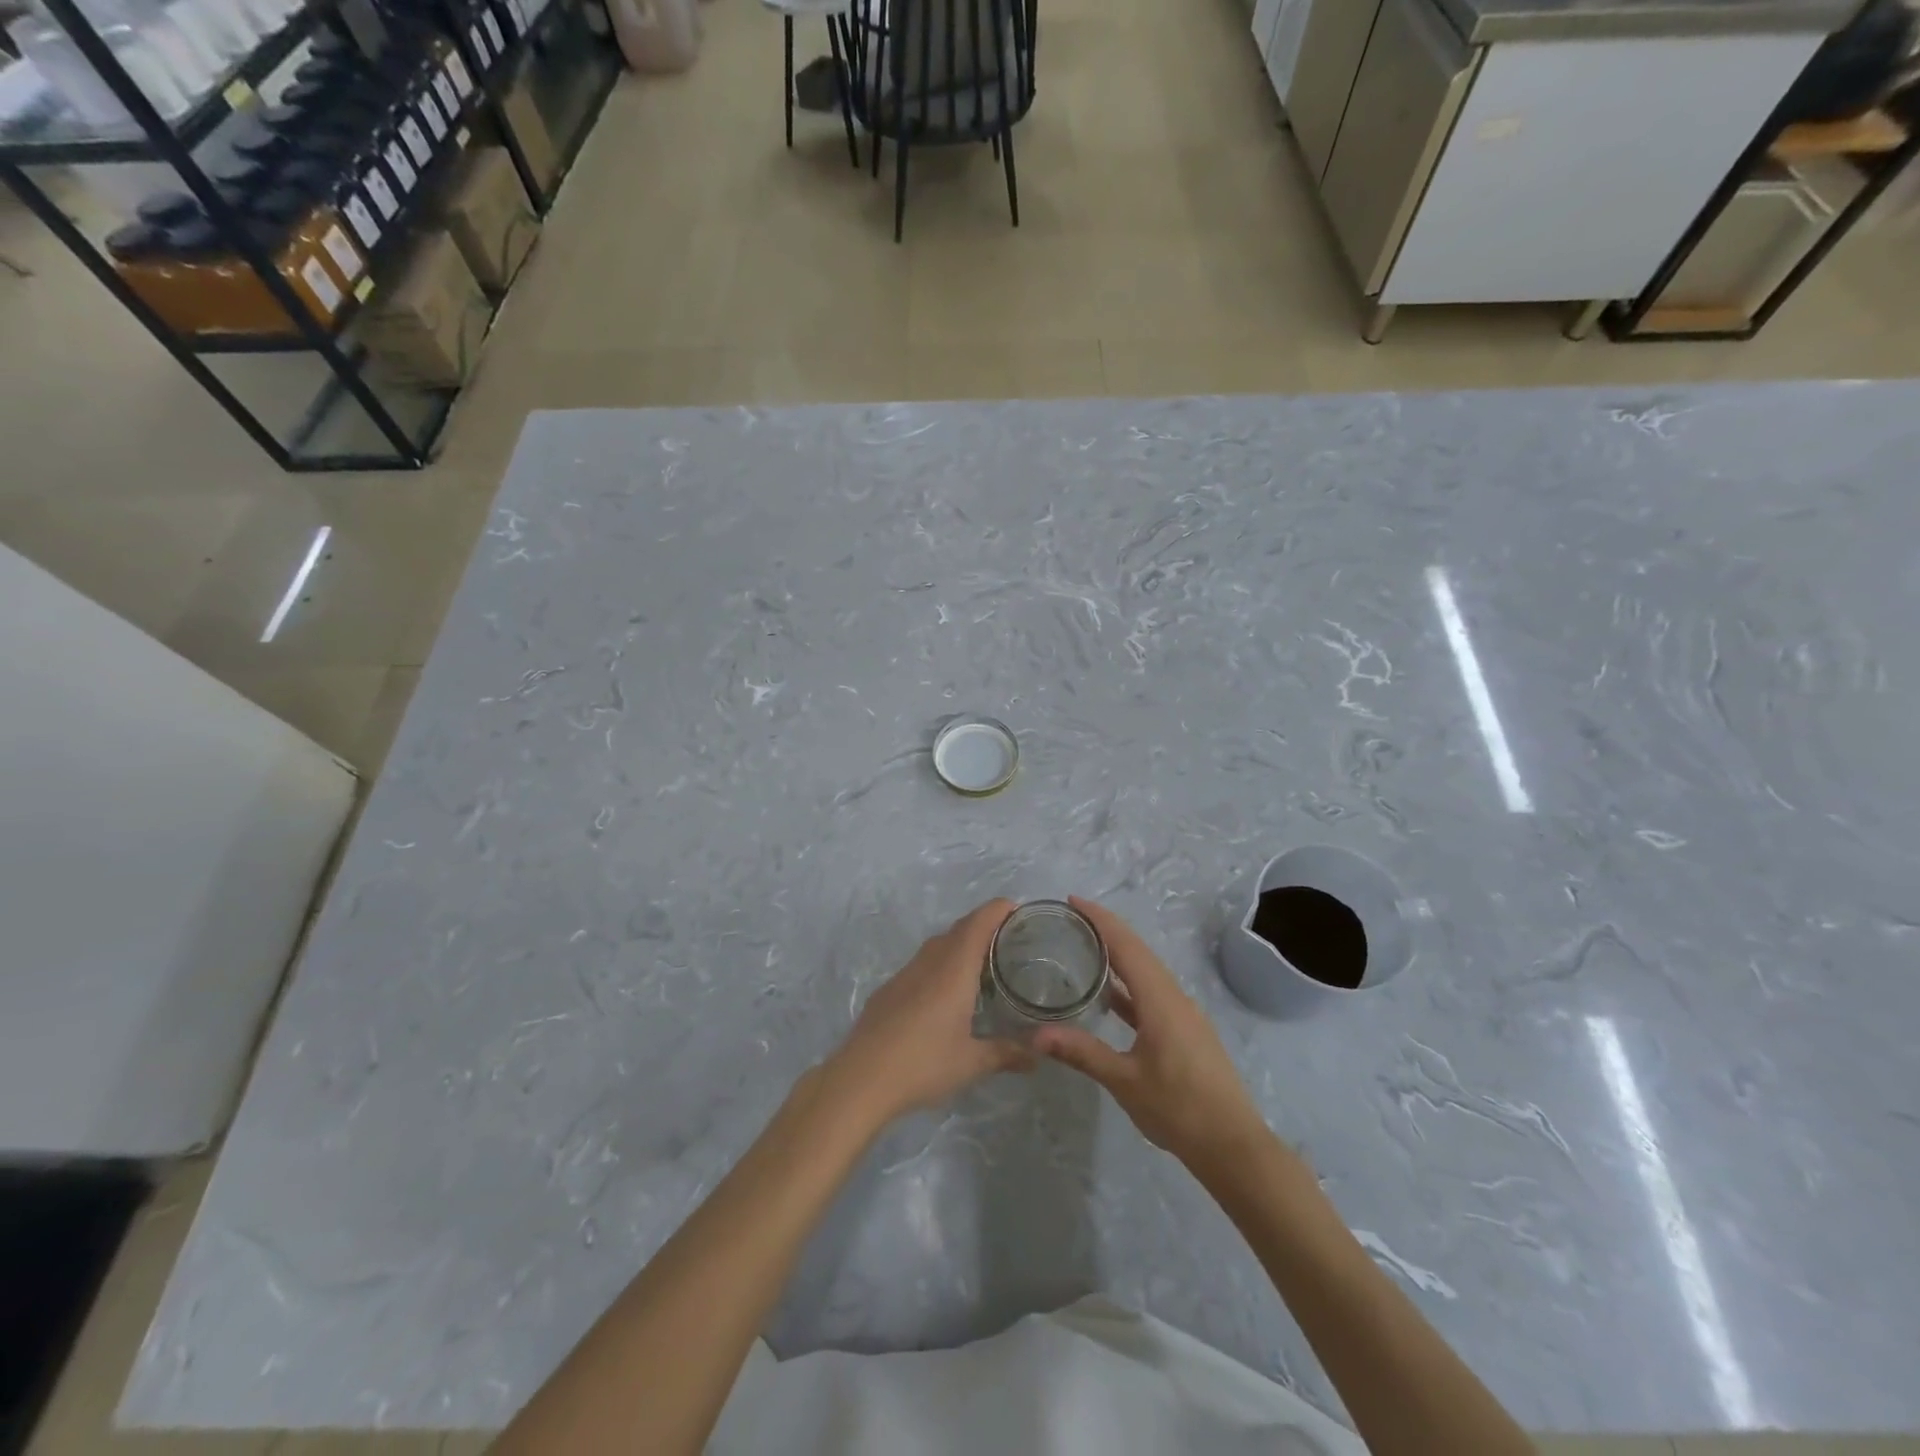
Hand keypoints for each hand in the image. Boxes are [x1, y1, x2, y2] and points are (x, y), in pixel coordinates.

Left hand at [825, 899, 1033, 1127]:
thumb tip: (1038, 1056)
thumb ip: (1006, 1054)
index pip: (977, 924)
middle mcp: (929, 963)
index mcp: (953, 970)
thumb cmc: (923, 1064)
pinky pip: (920, 964)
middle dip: (982, 925)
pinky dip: (939, 964)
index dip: (996, 910)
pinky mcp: (888, 990)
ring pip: (936, 946)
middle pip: (958, 930)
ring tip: (979, 963)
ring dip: (958, 944)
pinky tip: (944, 992)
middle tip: (1006, 938)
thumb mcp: (971, 1063)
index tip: (1015, 908)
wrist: (861, 1078)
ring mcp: (904, 974)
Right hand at [1033, 897, 1268, 1174]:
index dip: (1100, 919)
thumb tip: (1036, 1035)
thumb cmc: (1179, 1109)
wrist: (1233, 1145)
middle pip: (1138, 951)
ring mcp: (1183, 1014)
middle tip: (1070, 920)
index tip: (1072, 901)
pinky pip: (1152, 993)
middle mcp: (1174, 996)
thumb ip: (1082, 1052)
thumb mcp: (1125, 1080)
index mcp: (1160, 999)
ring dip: (1118, 956)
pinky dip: (1128, 985)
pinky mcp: (1185, 1031)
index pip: (1126, 945)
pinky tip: (1108, 996)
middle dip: (1106, 930)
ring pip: (1146, 972)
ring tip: (1084, 949)